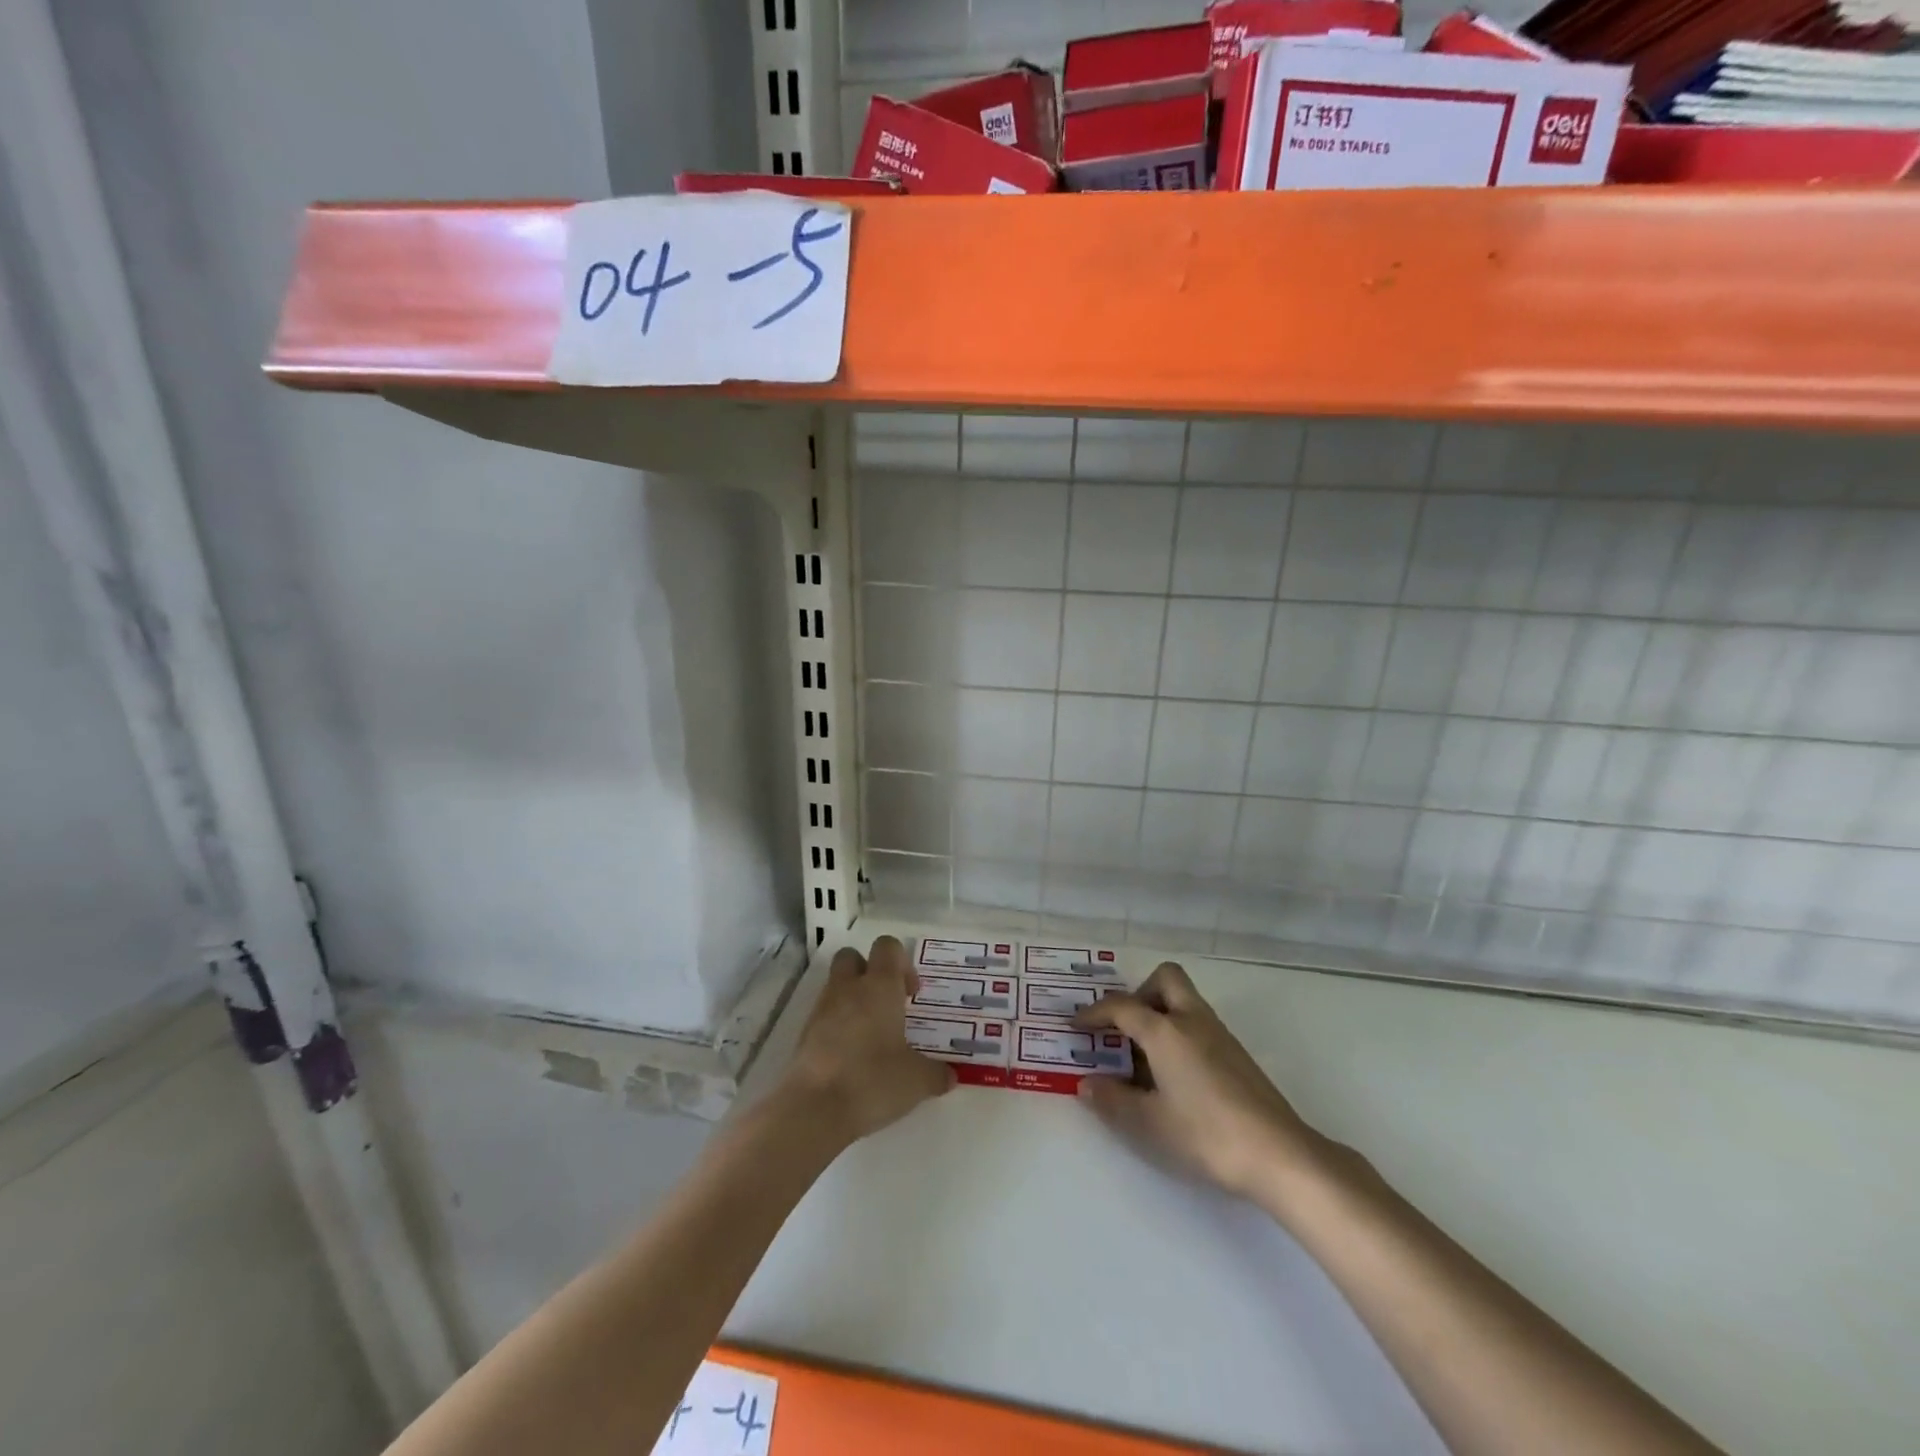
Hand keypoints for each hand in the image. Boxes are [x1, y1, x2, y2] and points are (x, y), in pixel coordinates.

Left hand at [779, 935, 954, 1144]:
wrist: (815, 1109)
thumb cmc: (873, 1080)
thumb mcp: (917, 1081)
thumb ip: (936, 1074)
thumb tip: (950, 1076)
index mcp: (880, 986)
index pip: (887, 946)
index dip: (901, 962)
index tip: (911, 994)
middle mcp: (848, 988)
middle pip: (852, 957)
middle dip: (868, 972)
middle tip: (887, 1004)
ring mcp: (822, 1009)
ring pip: (836, 986)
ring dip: (852, 1001)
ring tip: (871, 1036)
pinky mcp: (804, 1035)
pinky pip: (823, 1016)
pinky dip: (836, 1027)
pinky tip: (851, 1056)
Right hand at [1073, 962, 1318, 1200]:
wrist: (1279, 1154)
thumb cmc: (1206, 1133)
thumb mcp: (1149, 1123)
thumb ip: (1113, 1101)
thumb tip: (1086, 1084)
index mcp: (1165, 1030)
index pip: (1121, 1006)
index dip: (1094, 1013)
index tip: (1076, 1025)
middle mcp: (1192, 1020)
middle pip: (1165, 979)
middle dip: (1139, 994)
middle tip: (1123, 1028)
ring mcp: (1219, 1034)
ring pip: (1185, 1001)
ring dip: (1160, 1014)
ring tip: (1143, 1057)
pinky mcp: (1237, 1054)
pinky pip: (1198, 1024)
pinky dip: (1179, 1033)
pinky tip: (1174, 1075)